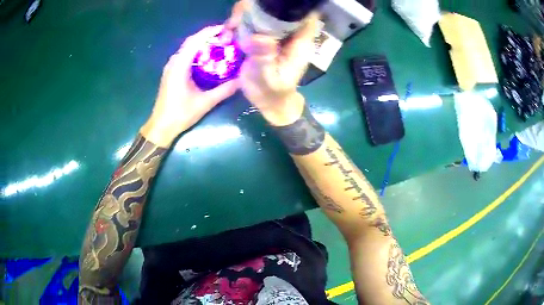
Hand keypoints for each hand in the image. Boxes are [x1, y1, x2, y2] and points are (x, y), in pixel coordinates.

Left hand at [141, 25, 238, 146]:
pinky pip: (185, 56)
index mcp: (179, 66)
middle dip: (207, 36)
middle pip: (190, 42)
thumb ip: (223, 90)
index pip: (194, 41)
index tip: (224, 29)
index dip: (209, 32)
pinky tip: (207, 57)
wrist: (161, 126)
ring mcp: (171, 67)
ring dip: (202, 43)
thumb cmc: (180, 114)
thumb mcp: (204, 103)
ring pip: (187, 48)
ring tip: (218, 43)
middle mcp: (174, 62)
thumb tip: (242, 80)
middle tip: (225, 36)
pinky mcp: (171, 72)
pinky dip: (196, 51)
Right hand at [226, 1, 318, 125]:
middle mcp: (287, 34)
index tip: (269, 6)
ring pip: (262, 14)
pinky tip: (227, 32)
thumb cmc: (274, 92)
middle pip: (278, 9)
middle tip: (238, 19)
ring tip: (230, 27)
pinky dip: (238, 23)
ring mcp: (273, 34)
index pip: (303, 16)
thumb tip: (259, 37)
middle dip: (258, 8)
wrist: (268, 101)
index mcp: (298, 41)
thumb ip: (265, 58)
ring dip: (244, 15)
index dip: (290, 7)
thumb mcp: (269, 78)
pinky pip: (250, 23)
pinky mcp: (259, 38)